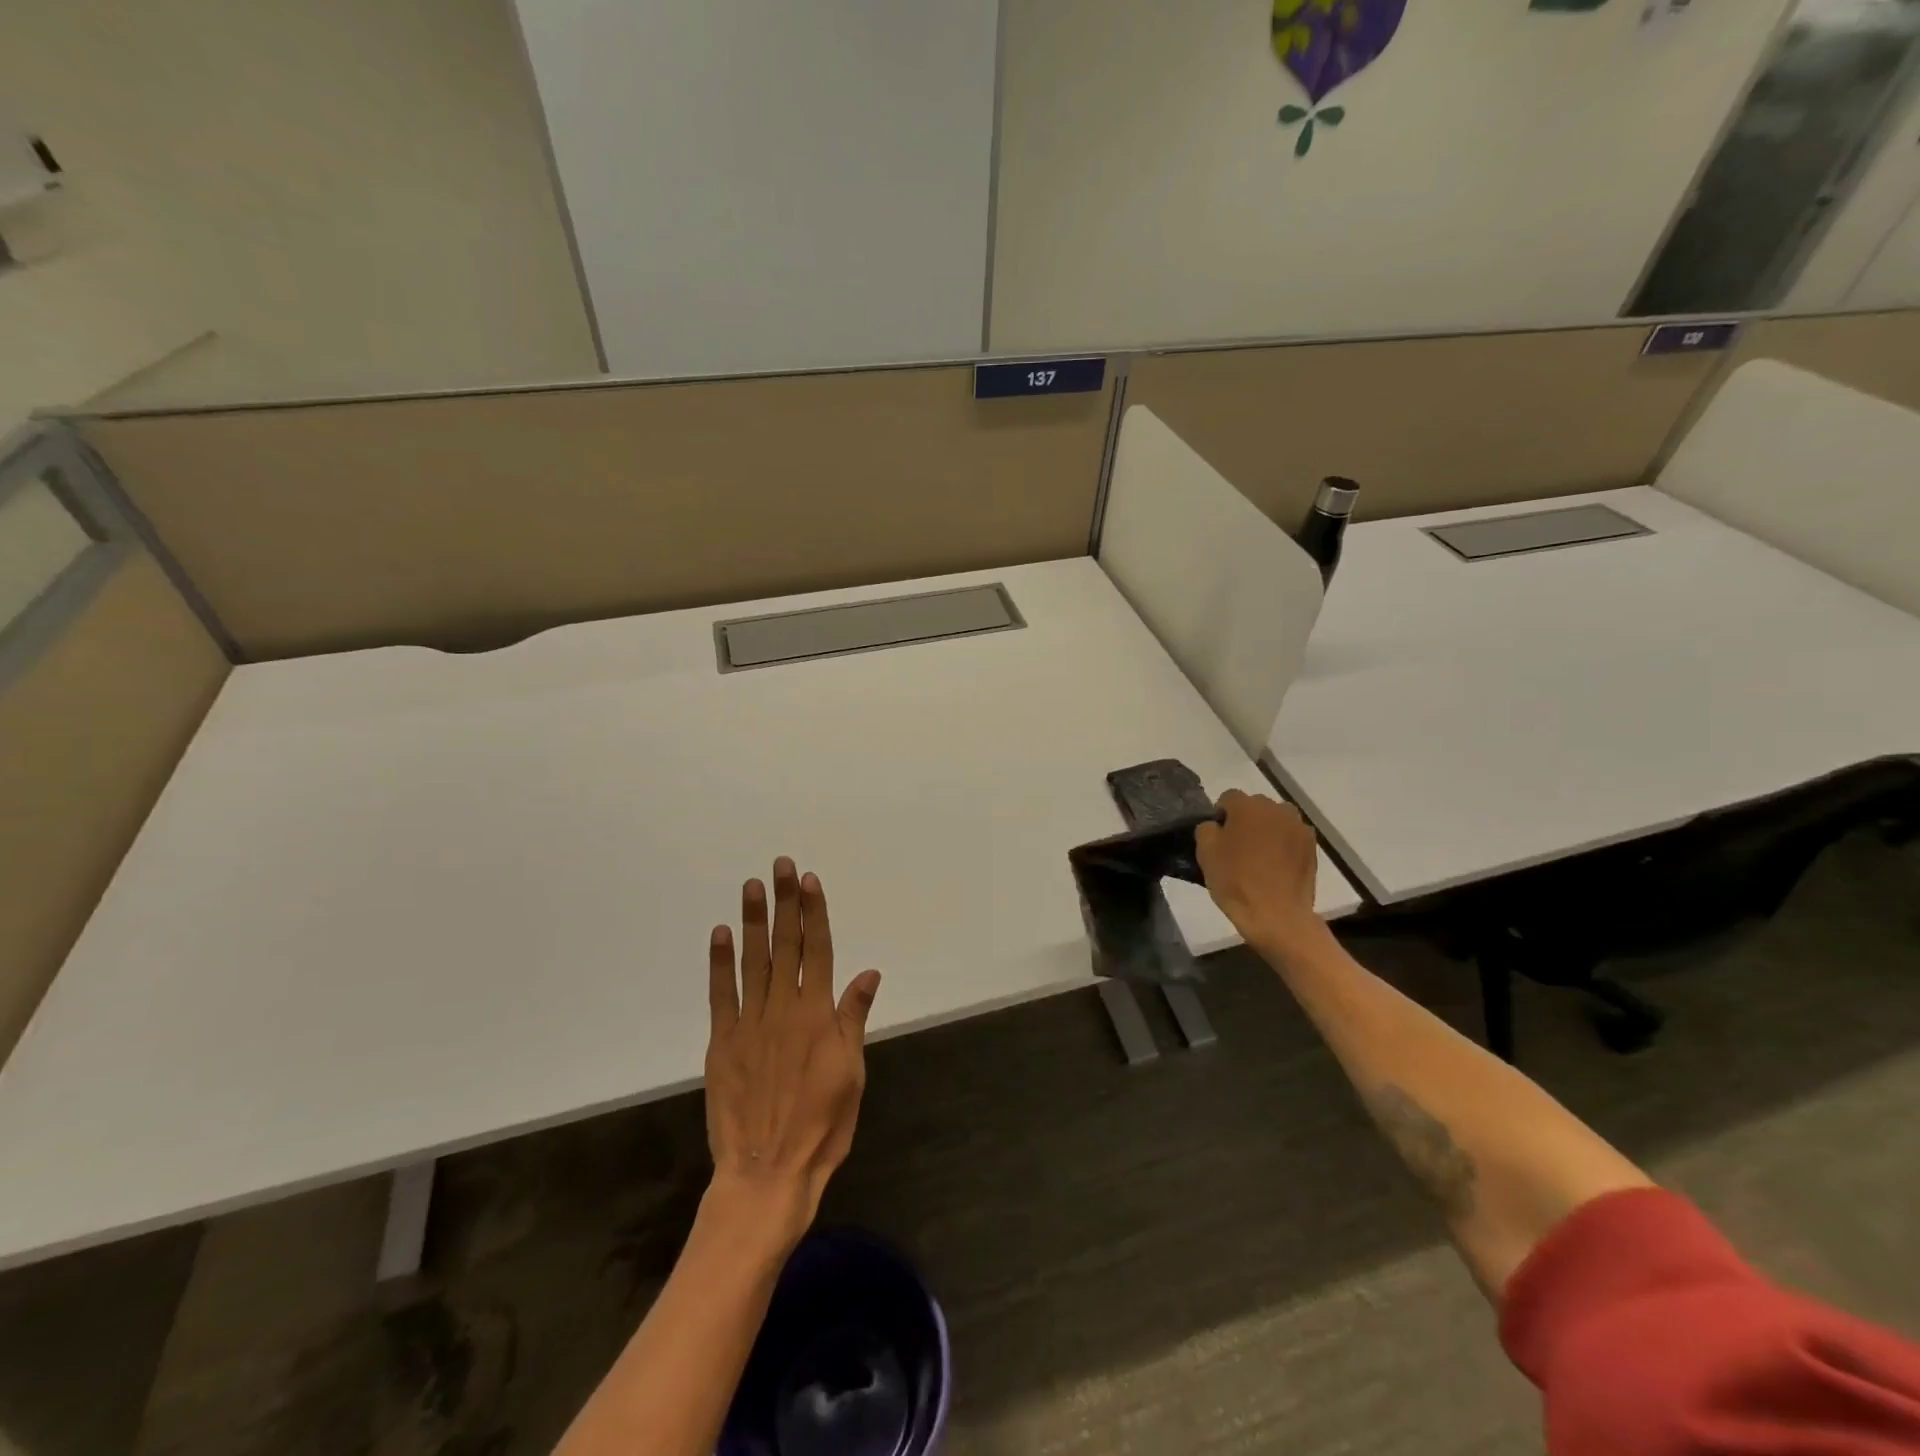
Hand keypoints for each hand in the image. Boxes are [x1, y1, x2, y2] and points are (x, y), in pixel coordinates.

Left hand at [704, 858, 881, 1250]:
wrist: (768, 1173)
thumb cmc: (822, 1125)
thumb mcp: (852, 1073)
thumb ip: (854, 1018)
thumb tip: (869, 971)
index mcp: (818, 1014)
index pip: (819, 950)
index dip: (815, 913)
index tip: (810, 881)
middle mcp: (784, 1008)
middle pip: (786, 945)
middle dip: (785, 903)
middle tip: (782, 866)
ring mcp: (750, 1023)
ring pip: (754, 961)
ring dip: (754, 921)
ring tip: (753, 886)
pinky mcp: (723, 1042)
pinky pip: (721, 995)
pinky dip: (720, 963)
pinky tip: (721, 934)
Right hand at [1194, 791, 1325, 961]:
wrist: (1276, 915)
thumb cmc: (1236, 881)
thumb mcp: (1205, 853)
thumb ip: (1206, 828)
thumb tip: (1216, 825)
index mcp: (1248, 806)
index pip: (1228, 798)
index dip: (1220, 816)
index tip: (1218, 837)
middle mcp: (1276, 808)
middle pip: (1255, 806)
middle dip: (1245, 820)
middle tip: (1237, 846)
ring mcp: (1298, 827)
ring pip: (1275, 820)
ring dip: (1266, 830)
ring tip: (1259, 856)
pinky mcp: (1312, 846)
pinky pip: (1291, 836)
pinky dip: (1283, 844)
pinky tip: (1276, 866)